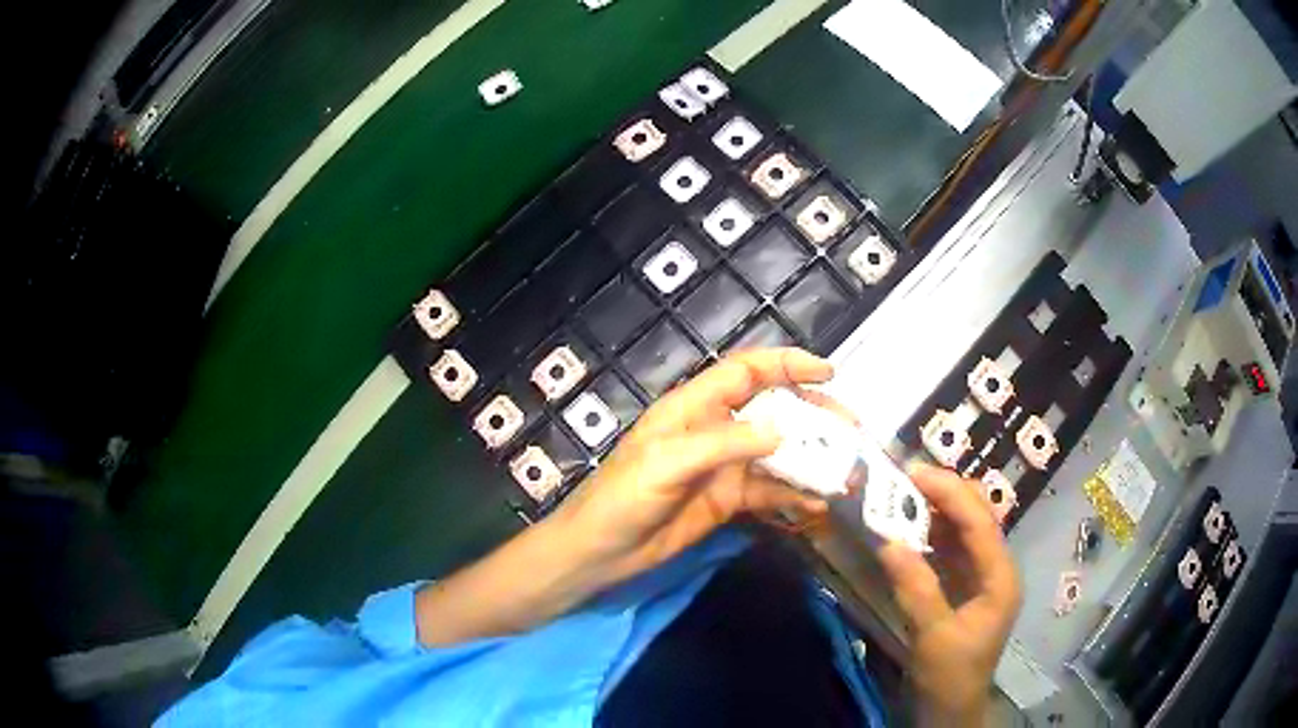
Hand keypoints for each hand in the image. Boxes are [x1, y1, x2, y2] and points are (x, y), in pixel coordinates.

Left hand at [552, 347, 848, 584]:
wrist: (601, 552)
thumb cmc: (622, 498)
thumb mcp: (667, 464)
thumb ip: (723, 444)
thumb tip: (782, 431)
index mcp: (693, 408)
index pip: (746, 372)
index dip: (786, 365)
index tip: (828, 371)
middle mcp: (714, 430)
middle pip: (772, 410)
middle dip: (812, 415)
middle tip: (850, 430)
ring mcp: (724, 467)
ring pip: (777, 454)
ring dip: (811, 460)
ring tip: (847, 471)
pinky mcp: (728, 500)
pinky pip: (770, 492)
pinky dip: (795, 496)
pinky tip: (818, 505)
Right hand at [876, 464, 1021, 724]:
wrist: (948, 710)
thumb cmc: (949, 676)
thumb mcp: (933, 636)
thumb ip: (915, 588)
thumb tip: (888, 541)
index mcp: (1000, 578)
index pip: (979, 522)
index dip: (949, 493)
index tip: (913, 473)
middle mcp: (995, 570)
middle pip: (977, 517)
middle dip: (945, 494)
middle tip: (904, 479)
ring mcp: (978, 579)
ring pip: (961, 531)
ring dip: (934, 512)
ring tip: (901, 497)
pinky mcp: (961, 589)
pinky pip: (947, 551)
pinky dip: (927, 536)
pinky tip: (906, 531)